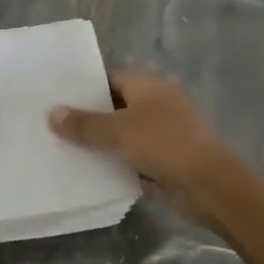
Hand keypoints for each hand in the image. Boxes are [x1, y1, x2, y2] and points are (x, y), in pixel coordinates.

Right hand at [50, 72, 242, 227]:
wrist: (210, 184)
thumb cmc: (163, 144)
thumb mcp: (118, 132)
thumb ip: (84, 124)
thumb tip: (52, 113)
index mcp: (147, 84)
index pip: (108, 78)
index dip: (84, 88)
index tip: (56, 100)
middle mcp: (156, 102)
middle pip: (115, 105)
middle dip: (89, 117)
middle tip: (54, 126)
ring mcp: (164, 130)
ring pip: (124, 133)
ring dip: (103, 142)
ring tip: (65, 149)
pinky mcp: (167, 157)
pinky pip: (134, 155)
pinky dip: (117, 161)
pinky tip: (91, 171)